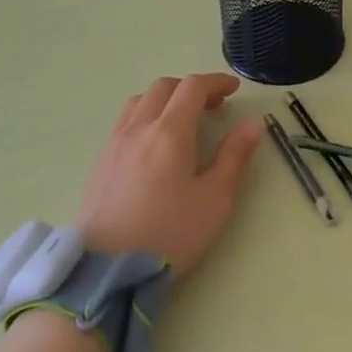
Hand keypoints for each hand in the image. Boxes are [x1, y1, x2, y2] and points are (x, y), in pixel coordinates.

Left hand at [76, 73, 262, 274]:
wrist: (105, 270)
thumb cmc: (168, 234)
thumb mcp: (215, 200)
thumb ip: (235, 157)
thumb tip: (252, 124)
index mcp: (170, 132)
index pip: (193, 87)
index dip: (216, 82)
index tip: (234, 90)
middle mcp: (139, 128)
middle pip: (164, 87)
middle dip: (191, 88)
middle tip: (212, 106)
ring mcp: (114, 144)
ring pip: (139, 101)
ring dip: (164, 99)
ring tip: (180, 119)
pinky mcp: (99, 162)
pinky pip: (123, 121)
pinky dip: (144, 115)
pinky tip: (152, 143)